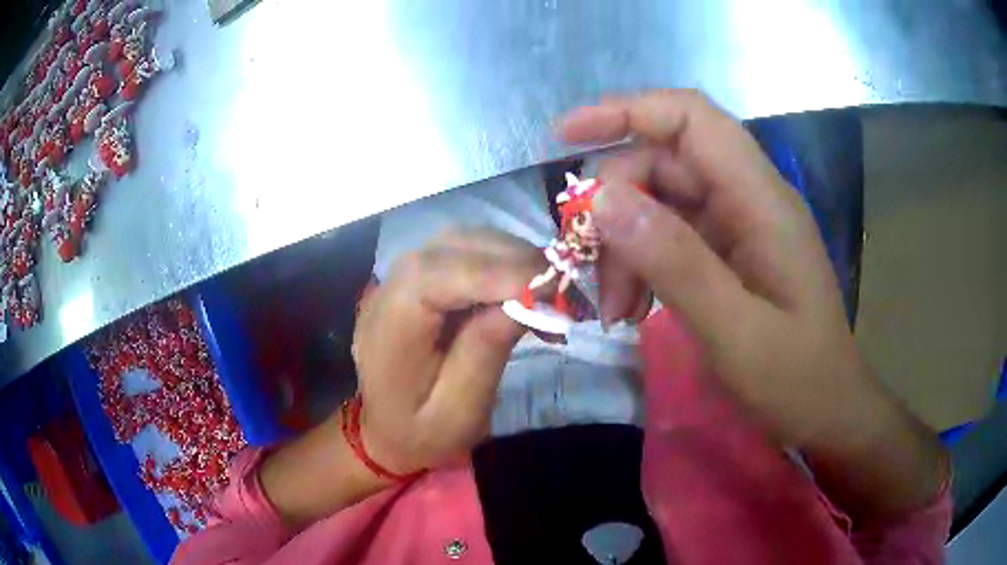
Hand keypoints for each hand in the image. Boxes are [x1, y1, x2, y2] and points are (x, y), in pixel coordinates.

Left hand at [352, 228, 542, 474]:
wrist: (385, 432)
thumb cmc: (422, 433)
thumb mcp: (459, 412)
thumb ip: (485, 354)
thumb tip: (526, 300)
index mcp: (389, 329)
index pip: (434, 277)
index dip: (493, 272)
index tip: (549, 284)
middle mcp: (387, 291)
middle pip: (449, 247)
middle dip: (510, 258)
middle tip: (560, 283)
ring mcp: (398, 280)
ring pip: (458, 242)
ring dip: (507, 254)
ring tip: (545, 284)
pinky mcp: (415, 280)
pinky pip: (459, 253)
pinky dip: (497, 259)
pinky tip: (521, 283)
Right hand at [560, 90, 944, 520]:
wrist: (827, 410)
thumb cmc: (795, 379)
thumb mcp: (735, 332)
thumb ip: (675, 263)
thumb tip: (602, 200)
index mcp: (761, 199)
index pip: (691, 119)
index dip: (627, 111)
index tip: (567, 135)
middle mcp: (748, 198)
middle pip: (664, 163)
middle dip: (616, 208)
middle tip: (593, 273)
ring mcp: (738, 225)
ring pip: (660, 202)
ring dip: (624, 245)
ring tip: (615, 308)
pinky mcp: (728, 252)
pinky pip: (669, 236)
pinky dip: (641, 263)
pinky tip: (632, 306)